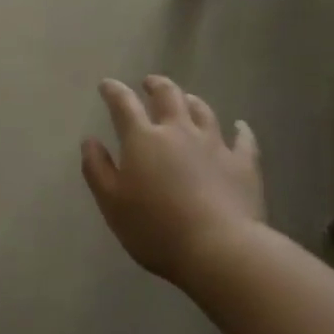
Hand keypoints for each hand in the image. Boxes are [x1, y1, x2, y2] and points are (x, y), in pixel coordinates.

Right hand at [80, 76, 264, 284]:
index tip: (107, 85)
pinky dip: (240, 130)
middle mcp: (179, 132)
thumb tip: (90, 141)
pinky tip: (240, 127)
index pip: (124, 104)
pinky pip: (243, 140)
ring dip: (191, 101)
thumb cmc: (156, 228)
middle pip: (168, 96)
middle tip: (149, 83)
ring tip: (186, 99)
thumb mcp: (112, 203)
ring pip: (203, 111)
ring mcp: (214, 145)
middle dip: (156, 85)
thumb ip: (97, 169)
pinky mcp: (243, 164)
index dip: (113, 91)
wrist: (220, 249)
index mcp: (143, 139)